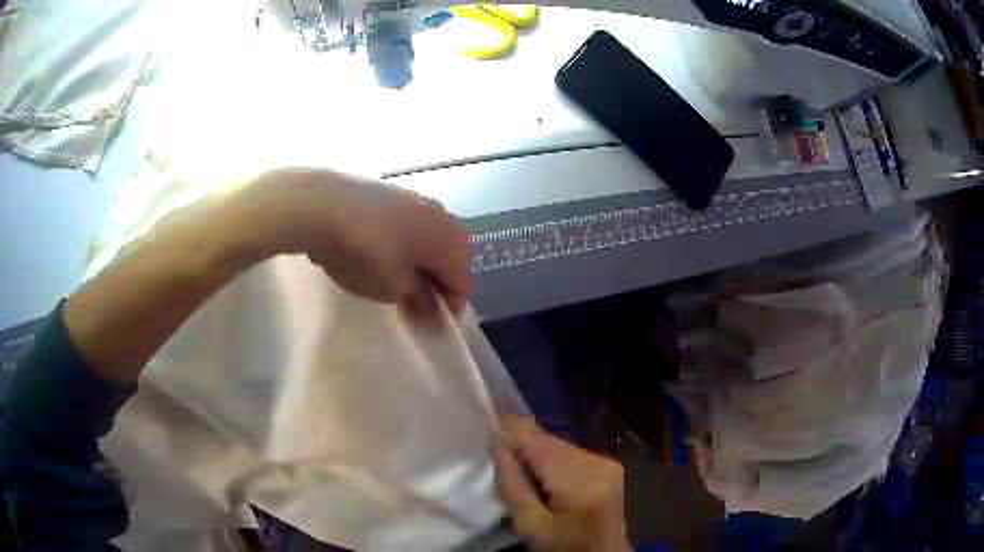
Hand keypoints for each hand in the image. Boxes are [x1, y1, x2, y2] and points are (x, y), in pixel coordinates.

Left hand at [236, 168, 472, 313]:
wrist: (321, 204)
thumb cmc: (363, 252)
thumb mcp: (392, 288)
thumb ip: (419, 299)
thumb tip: (430, 305)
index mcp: (450, 241)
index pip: (463, 282)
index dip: (448, 306)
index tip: (424, 320)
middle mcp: (442, 216)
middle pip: (450, 257)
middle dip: (436, 281)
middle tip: (410, 299)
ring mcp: (416, 200)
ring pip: (429, 238)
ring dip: (419, 260)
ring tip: (392, 275)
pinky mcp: (392, 192)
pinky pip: (409, 224)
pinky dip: (402, 241)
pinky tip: (376, 249)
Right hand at [494, 416, 630, 551]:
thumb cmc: (563, 547)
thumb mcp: (530, 525)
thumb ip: (512, 484)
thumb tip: (496, 443)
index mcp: (579, 478)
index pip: (535, 438)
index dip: (506, 428)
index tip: (482, 428)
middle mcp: (597, 460)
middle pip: (547, 439)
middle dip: (520, 443)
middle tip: (495, 454)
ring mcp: (606, 461)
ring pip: (557, 443)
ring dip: (535, 451)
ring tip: (517, 468)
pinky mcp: (608, 464)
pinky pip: (570, 452)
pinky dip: (551, 459)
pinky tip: (542, 476)